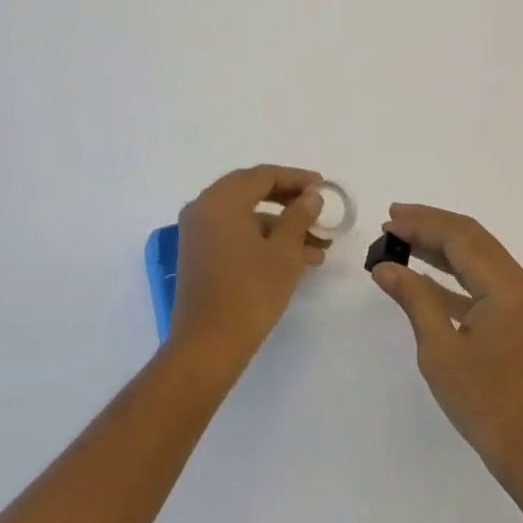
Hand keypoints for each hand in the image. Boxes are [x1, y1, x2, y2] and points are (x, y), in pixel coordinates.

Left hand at [171, 165, 327, 366]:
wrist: (208, 347)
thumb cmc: (249, 292)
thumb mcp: (284, 252)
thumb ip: (299, 216)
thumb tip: (311, 196)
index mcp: (221, 200)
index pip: (263, 176)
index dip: (297, 179)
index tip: (324, 187)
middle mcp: (204, 209)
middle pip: (253, 193)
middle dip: (290, 202)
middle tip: (319, 209)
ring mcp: (198, 234)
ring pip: (247, 218)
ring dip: (282, 227)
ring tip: (319, 246)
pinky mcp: (200, 257)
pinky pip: (236, 236)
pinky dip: (264, 242)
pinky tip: (297, 260)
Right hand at [371, 204, 522, 488]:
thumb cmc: (485, 402)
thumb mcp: (440, 350)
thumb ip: (415, 299)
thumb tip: (385, 266)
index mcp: (506, 285)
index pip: (460, 237)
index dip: (422, 223)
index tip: (387, 221)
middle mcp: (518, 283)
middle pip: (471, 238)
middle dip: (431, 225)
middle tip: (391, 220)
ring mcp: (520, 301)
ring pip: (477, 257)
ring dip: (440, 245)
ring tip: (402, 239)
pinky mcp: (515, 319)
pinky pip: (481, 280)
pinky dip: (451, 272)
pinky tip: (424, 275)